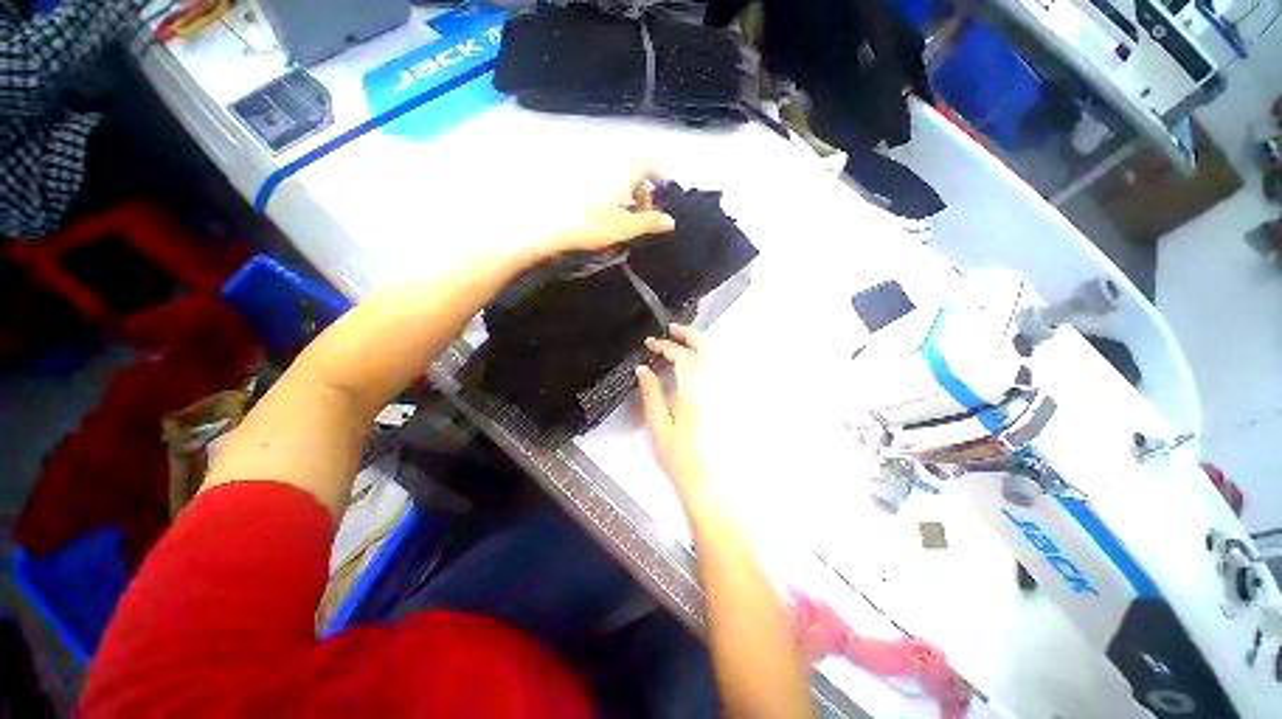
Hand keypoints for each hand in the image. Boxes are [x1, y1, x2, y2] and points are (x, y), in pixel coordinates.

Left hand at [544, 167, 675, 254]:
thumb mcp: (625, 227)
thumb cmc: (592, 225)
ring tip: (623, 215)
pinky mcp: (577, 179)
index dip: (660, 176)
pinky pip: (602, 180)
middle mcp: (608, 164)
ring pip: (617, 175)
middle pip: (634, 170)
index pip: (649, 163)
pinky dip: (610, 192)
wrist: (550, 225)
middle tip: (642, 213)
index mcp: (624, 171)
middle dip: (642, 190)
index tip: (663, 194)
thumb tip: (670, 222)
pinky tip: (604, 211)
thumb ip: (649, 223)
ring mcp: (591, 170)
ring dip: (626, 192)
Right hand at [636, 324, 708, 499]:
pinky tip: (695, 363)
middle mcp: (713, 388)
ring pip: (716, 357)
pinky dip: (706, 358)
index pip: (682, 358)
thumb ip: (651, 395)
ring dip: (699, 344)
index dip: (665, 346)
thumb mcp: (659, 427)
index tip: (650, 344)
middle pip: (707, 349)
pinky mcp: (727, 400)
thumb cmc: (680, 458)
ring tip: (681, 341)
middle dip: (689, 334)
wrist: (709, 483)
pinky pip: (719, 369)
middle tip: (672, 330)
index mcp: (694, 394)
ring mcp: (723, 394)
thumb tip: (643, 369)